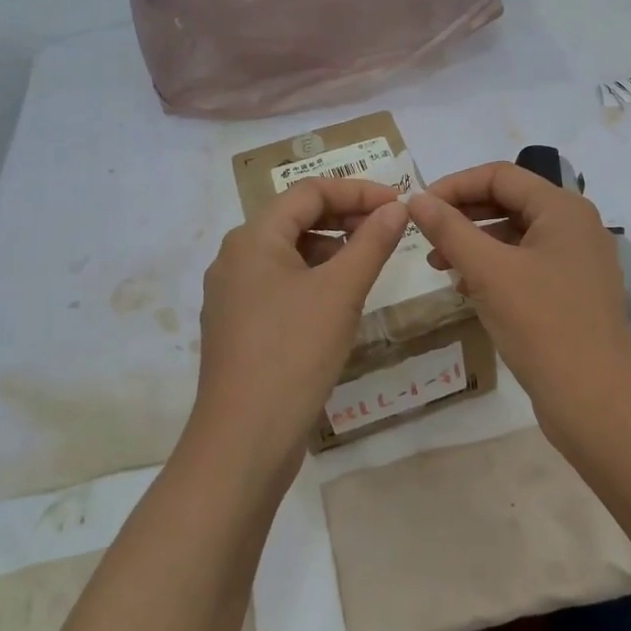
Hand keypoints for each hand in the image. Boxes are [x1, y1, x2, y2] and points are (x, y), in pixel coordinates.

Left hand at [188, 177, 409, 468]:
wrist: (243, 439)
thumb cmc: (294, 353)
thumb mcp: (341, 292)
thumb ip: (371, 243)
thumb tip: (396, 208)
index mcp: (253, 238)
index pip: (309, 192)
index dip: (356, 191)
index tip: (398, 204)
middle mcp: (235, 258)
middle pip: (295, 219)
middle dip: (344, 217)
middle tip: (390, 230)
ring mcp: (232, 294)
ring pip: (288, 253)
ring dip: (331, 249)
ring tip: (370, 263)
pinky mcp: (239, 326)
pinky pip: (280, 284)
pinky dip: (314, 279)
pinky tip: (340, 300)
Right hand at [406, 162, 630, 430]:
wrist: (594, 400)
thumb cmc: (541, 324)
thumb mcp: (487, 271)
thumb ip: (449, 229)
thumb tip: (416, 199)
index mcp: (563, 209)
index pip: (500, 175)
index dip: (455, 185)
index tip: (418, 207)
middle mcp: (576, 227)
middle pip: (510, 202)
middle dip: (463, 215)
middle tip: (424, 236)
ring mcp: (578, 261)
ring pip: (517, 236)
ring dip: (475, 243)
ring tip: (439, 265)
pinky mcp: (573, 292)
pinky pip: (527, 264)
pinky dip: (494, 268)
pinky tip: (466, 287)